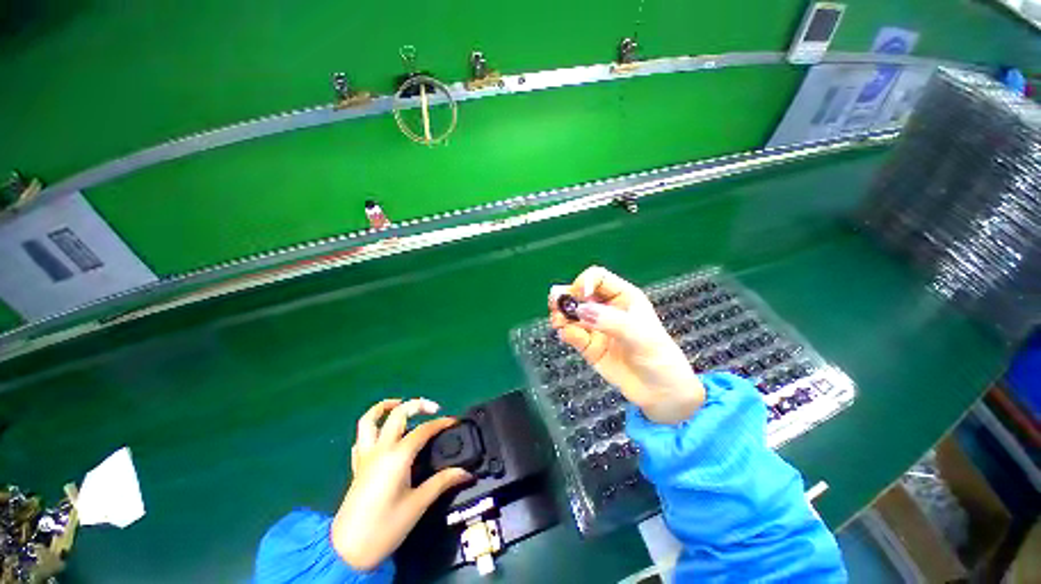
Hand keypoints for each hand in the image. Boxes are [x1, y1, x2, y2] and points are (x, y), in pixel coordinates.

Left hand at [331, 398, 471, 570]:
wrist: (347, 551)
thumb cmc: (385, 527)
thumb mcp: (418, 505)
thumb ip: (442, 482)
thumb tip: (465, 473)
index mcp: (398, 456)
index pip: (423, 430)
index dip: (440, 423)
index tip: (454, 422)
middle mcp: (381, 449)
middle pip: (398, 414)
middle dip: (417, 404)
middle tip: (433, 408)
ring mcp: (365, 456)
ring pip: (369, 420)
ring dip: (384, 407)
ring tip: (400, 404)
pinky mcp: (357, 466)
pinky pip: (361, 438)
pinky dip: (371, 428)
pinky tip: (382, 435)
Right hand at [549, 266, 704, 424]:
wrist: (659, 392)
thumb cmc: (658, 356)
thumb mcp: (639, 334)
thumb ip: (609, 320)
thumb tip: (579, 310)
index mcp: (622, 297)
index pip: (597, 278)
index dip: (584, 282)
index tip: (579, 295)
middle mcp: (606, 308)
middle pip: (578, 293)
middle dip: (565, 297)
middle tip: (555, 305)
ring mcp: (595, 327)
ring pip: (570, 313)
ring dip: (560, 315)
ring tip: (558, 323)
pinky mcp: (587, 345)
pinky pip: (571, 333)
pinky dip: (565, 332)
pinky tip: (566, 336)